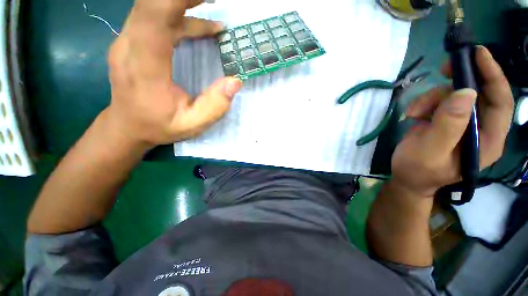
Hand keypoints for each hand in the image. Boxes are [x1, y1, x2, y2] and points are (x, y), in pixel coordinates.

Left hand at [105, 0, 241, 148]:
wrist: (128, 125)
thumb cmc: (159, 126)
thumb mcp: (192, 125)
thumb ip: (214, 106)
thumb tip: (235, 81)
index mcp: (145, 67)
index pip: (156, 15)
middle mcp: (130, 45)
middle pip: (152, 2)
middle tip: (215, 0)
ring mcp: (128, 40)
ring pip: (153, 5)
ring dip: (183, 2)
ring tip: (214, 4)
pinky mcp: (134, 40)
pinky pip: (155, 17)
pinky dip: (181, 14)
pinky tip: (204, 25)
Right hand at [391, 46, 513, 196]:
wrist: (407, 178)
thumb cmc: (418, 170)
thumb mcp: (430, 151)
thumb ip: (449, 125)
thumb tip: (466, 92)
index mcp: (487, 140)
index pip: (501, 102)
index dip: (493, 76)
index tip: (478, 53)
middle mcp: (481, 129)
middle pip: (479, 93)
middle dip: (460, 80)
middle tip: (443, 69)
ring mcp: (463, 124)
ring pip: (455, 95)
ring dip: (433, 97)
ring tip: (414, 112)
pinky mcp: (447, 120)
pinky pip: (441, 101)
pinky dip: (426, 103)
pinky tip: (414, 114)